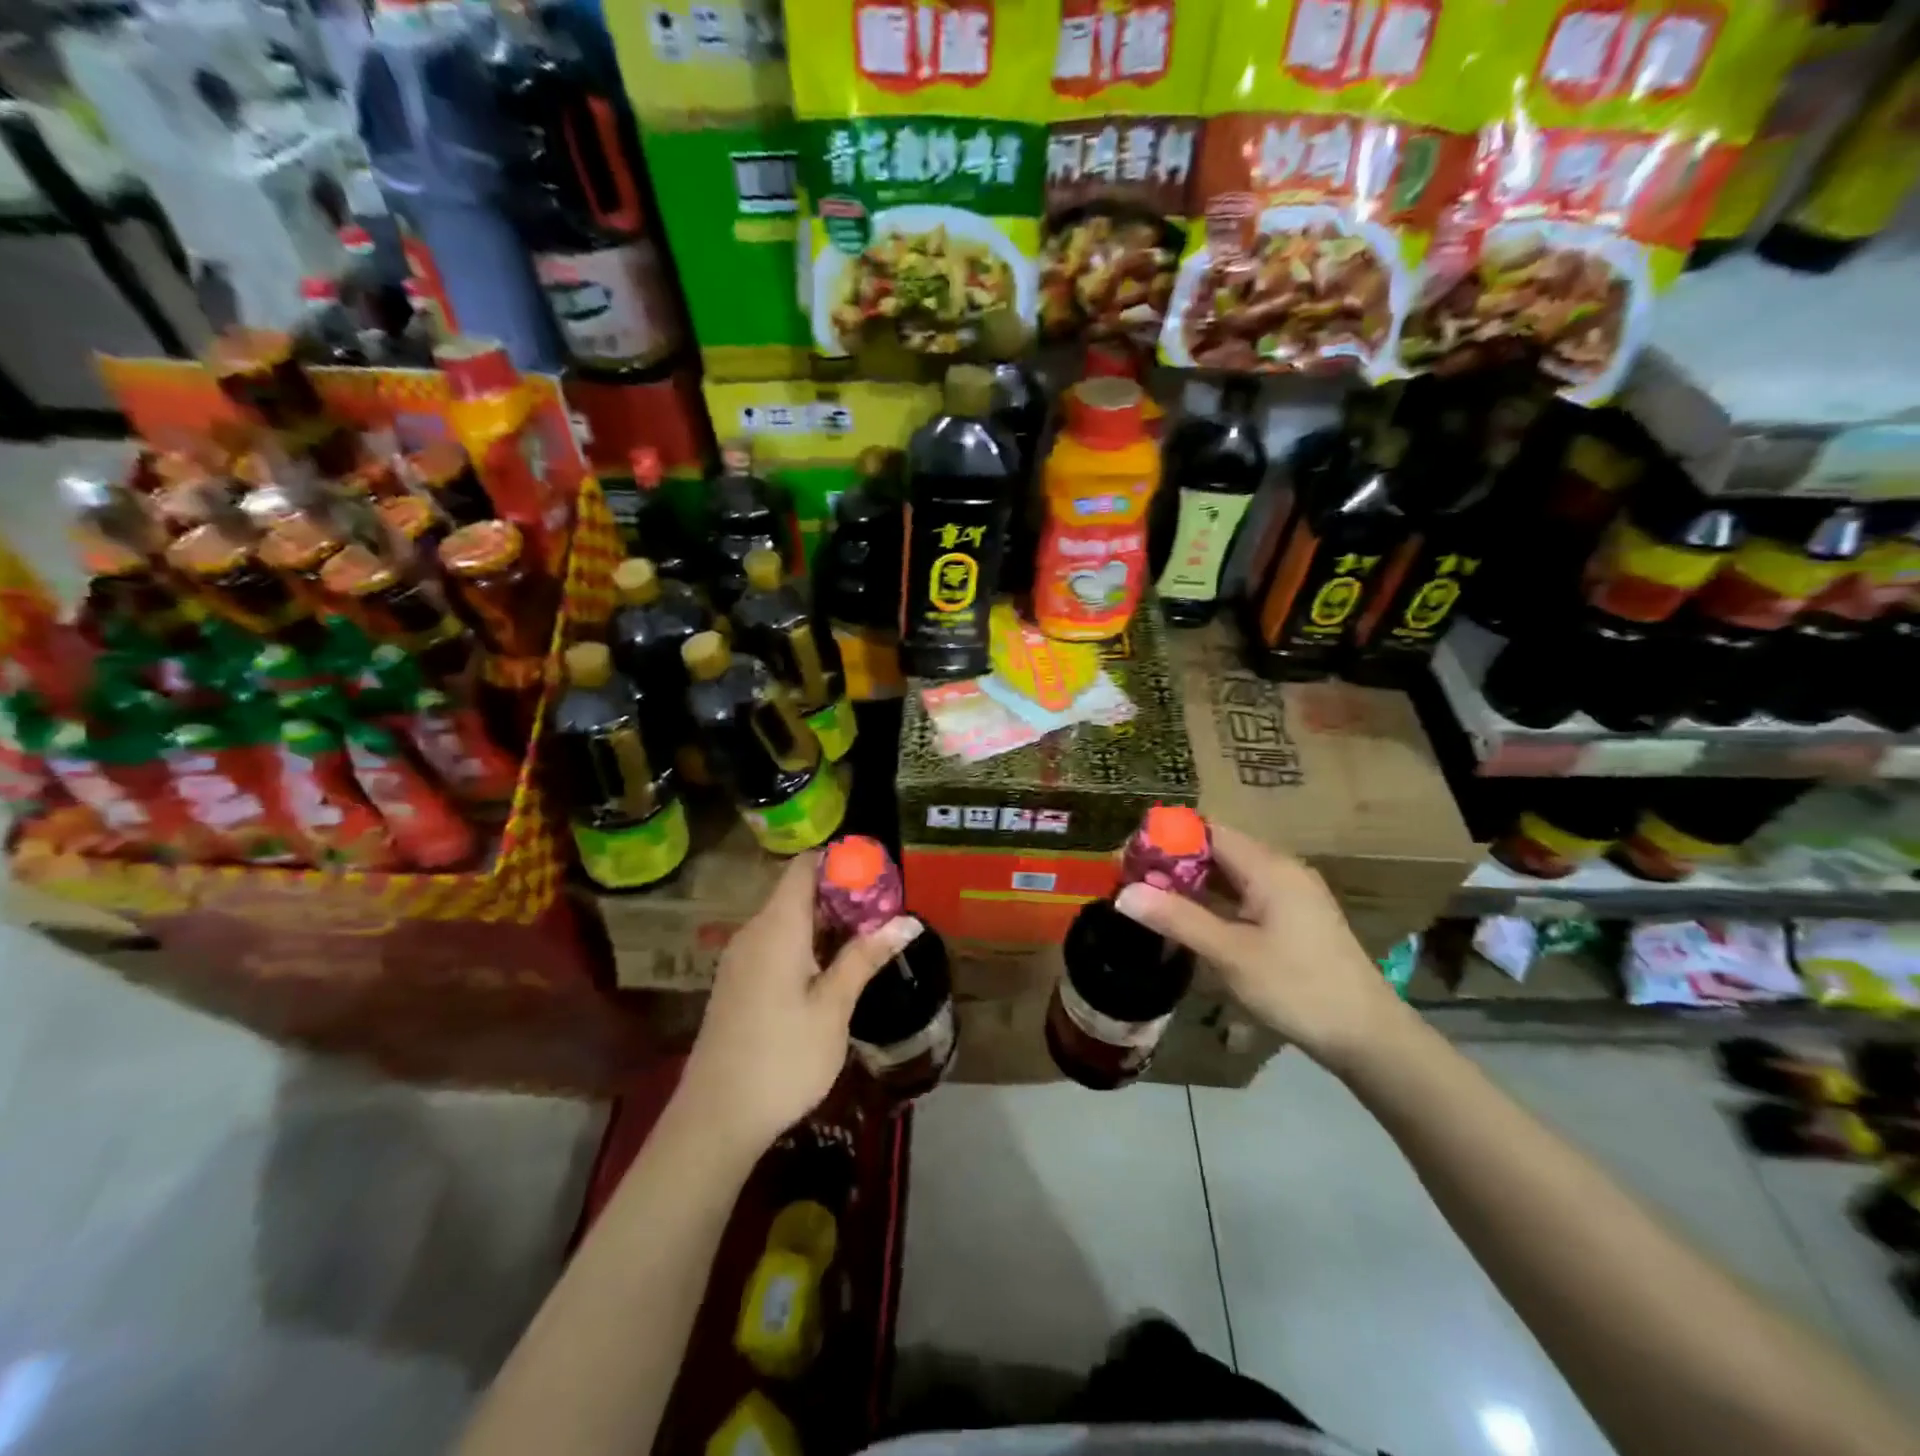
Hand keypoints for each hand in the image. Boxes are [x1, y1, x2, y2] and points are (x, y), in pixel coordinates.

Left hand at [678, 852, 921, 1154]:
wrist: (715, 1119)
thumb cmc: (782, 1058)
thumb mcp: (833, 1008)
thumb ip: (865, 958)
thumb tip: (907, 921)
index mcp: (777, 927)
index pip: (805, 867)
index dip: (841, 861)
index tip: (879, 874)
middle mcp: (754, 932)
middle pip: (798, 892)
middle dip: (842, 895)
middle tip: (885, 911)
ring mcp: (741, 958)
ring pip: (787, 920)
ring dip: (827, 923)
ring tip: (868, 938)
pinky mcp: (738, 982)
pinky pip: (775, 944)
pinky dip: (807, 944)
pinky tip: (832, 970)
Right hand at [1115, 822, 1408, 1071]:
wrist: (1367, 1036)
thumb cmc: (1298, 988)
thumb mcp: (1230, 954)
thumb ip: (1177, 918)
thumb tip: (1124, 893)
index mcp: (1268, 867)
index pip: (1207, 831)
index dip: (1165, 839)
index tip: (1129, 859)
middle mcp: (1280, 869)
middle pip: (1217, 849)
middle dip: (1173, 861)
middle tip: (1132, 883)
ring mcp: (1290, 893)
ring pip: (1229, 873)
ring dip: (1191, 882)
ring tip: (1151, 900)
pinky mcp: (1293, 917)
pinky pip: (1244, 894)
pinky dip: (1213, 900)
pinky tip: (1190, 920)